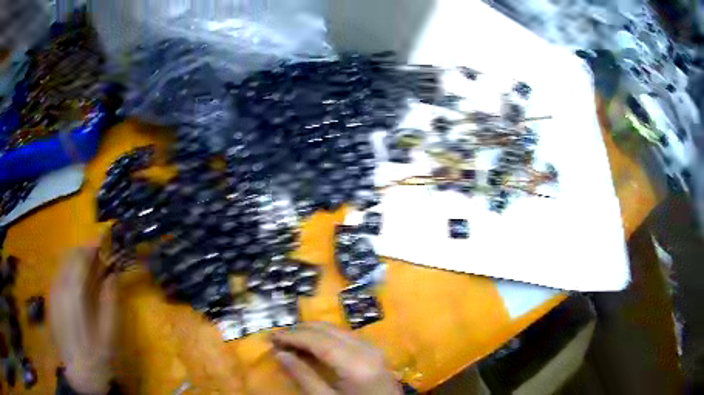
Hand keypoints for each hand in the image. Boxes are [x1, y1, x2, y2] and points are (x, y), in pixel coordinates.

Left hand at [50, 245, 116, 394]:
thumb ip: (111, 300)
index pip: (81, 257)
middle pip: (69, 256)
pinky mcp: (51, 301)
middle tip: (100, 257)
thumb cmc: (97, 357)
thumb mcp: (110, 332)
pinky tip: (78, 286)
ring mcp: (53, 293)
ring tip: (90, 270)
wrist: (80, 378)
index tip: (105, 241)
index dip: (93, 246)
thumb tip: (113, 275)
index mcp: (74, 293)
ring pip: (62, 264)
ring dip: (76, 261)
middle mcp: (59, 287)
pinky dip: (69, 272)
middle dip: (84, 251)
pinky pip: (58, 276)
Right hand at [271, 322, 401, 394]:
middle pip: (328, 329)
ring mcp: (374, 348)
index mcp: (355, 363)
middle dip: (300, 331)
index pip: (317, 339)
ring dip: (312, 332)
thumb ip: (304, 376)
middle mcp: (367, 349)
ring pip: (337, 329)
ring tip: (291, 341)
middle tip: (278, 339)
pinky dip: (326, 337)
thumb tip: (279, 353)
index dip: (291, 336)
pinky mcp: (376, 352)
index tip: (270, 338)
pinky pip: (347, 336)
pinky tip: (313, 346)